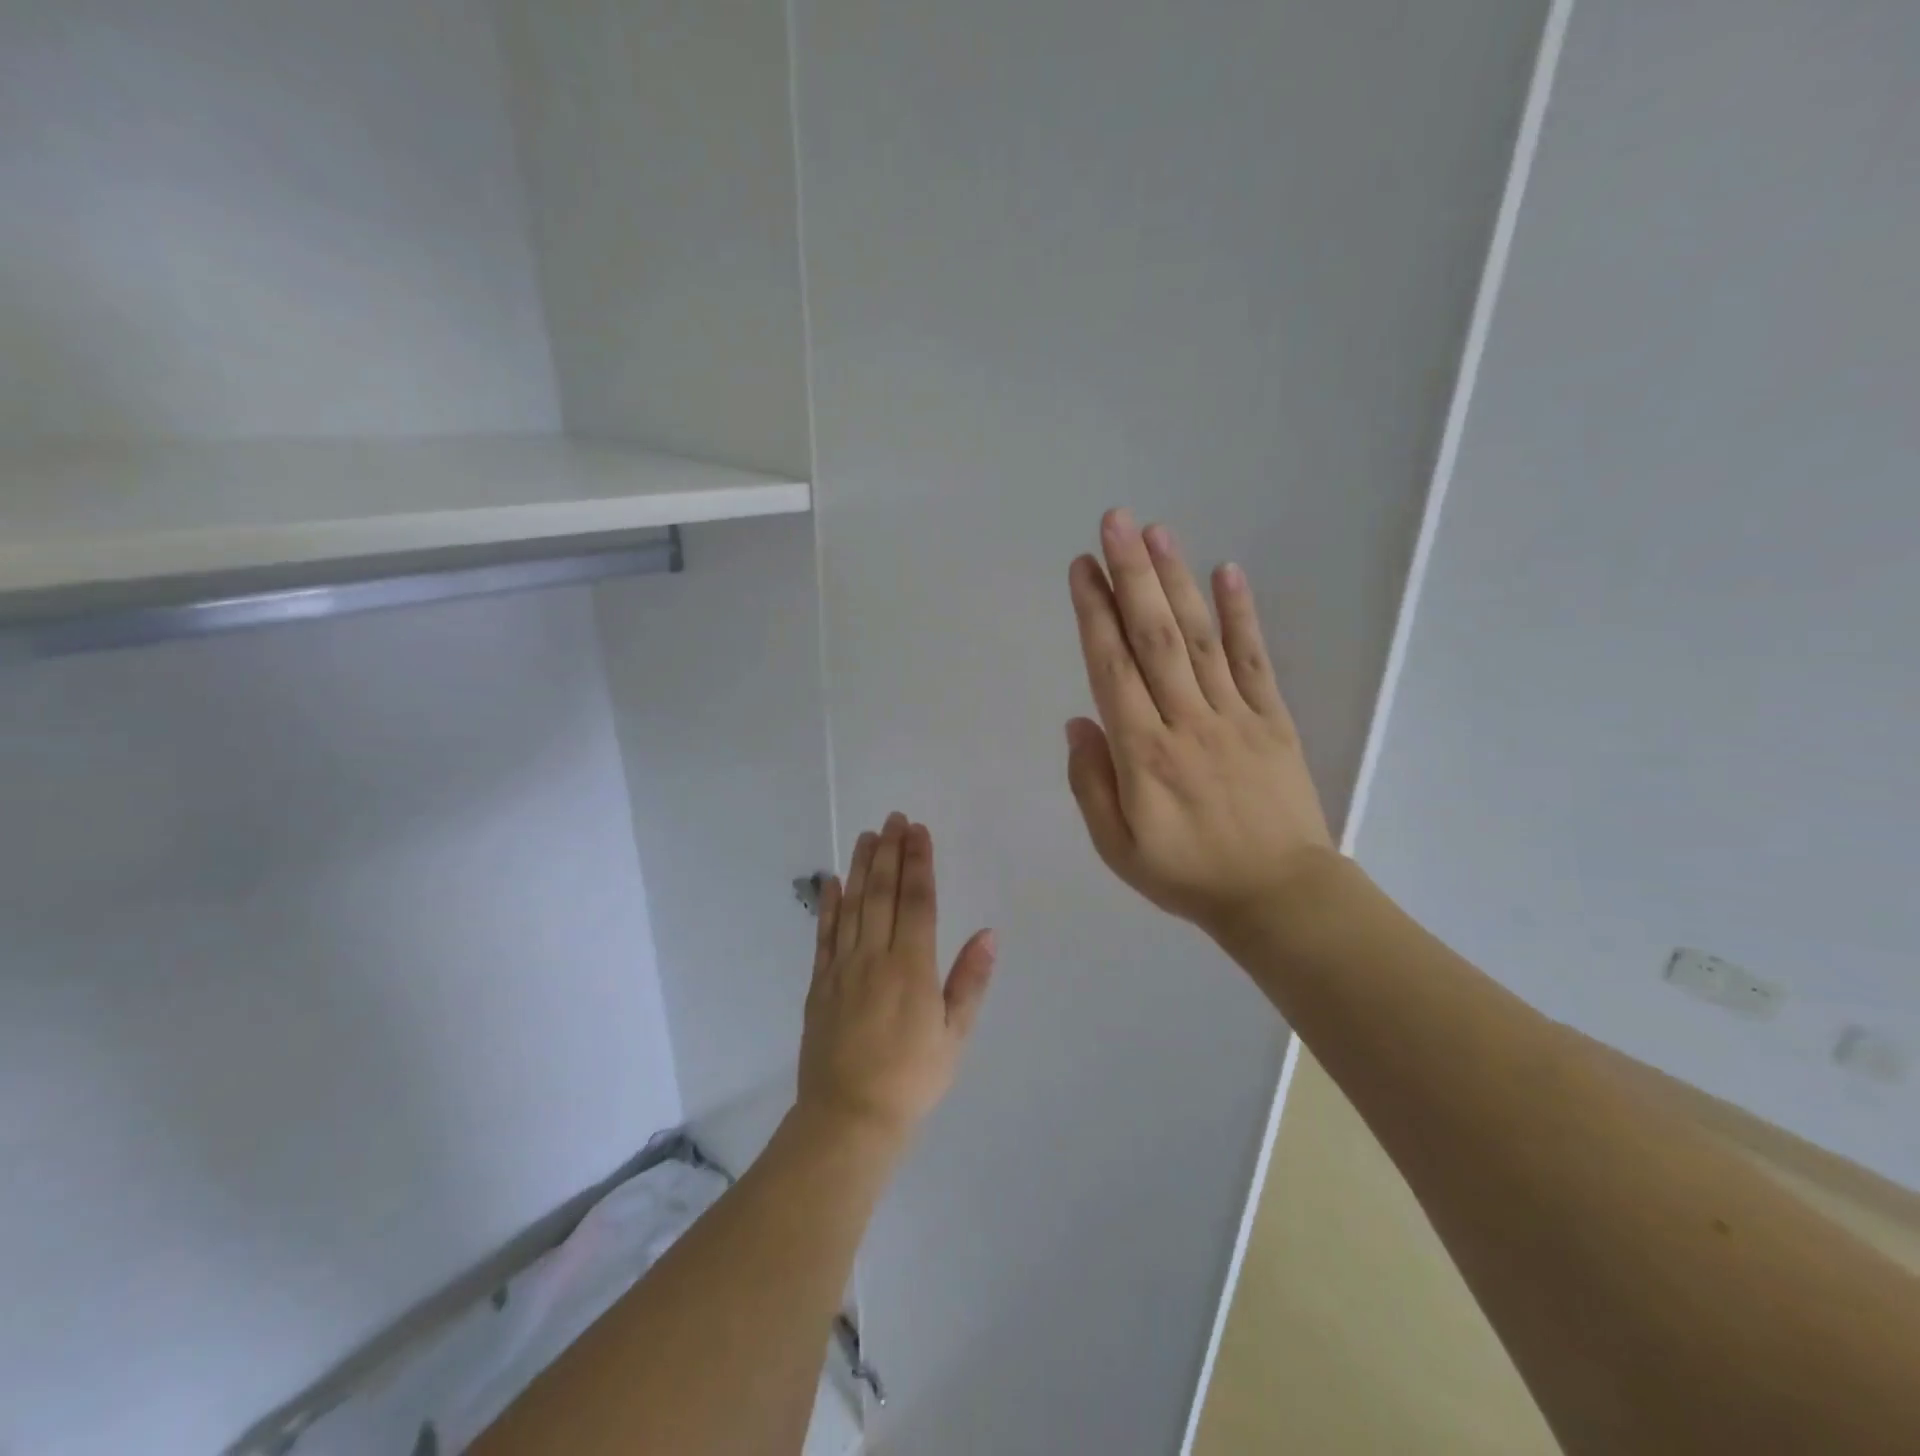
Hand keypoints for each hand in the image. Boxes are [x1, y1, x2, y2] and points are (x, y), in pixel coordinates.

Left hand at [797, 813, 997, 1148]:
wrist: (849, 1118)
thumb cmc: (912, 1079)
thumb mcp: (954, 1035)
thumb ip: (969, 981)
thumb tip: (988, 933)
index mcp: (911, 967)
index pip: (917, 901)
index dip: (919, 862)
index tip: (919, 831)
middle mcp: (874, 957)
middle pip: (883, 894)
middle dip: (891, 852)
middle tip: (895, 818)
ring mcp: (842, 968)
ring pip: (853, 906)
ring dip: (862, 867)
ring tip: (868, 835)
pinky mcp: (820, 983)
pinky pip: (825, 935)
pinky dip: (829, 905)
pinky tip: (833, 880)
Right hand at [1065, 509, 1338, 943]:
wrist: (1277, 897)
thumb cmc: (1187, 875)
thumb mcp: (1117, 848)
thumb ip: (1091, 784)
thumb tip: (1080, 721)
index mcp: (1143, 754)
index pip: (1112, 668)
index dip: (1095, 613)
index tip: (1081, 568)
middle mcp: (1186, 722)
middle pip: (1154, 637)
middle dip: (1132, 575)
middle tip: (1117, 522)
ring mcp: (1234, 716)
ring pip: (1200, 638)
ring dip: (1178, 581)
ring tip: (1159, 532)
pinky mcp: (1273, 720)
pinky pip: (1255, 660)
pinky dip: (1241, 615)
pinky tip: (1228, 573)